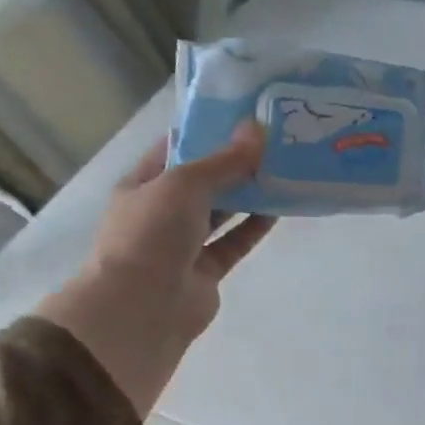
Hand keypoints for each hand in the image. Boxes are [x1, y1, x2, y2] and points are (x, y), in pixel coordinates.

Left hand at [39, 123, 273, 415]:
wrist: (141, 309)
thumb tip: (258, 129)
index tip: (244, 115)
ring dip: (248, 194)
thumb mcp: (184, 184)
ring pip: (221, 212)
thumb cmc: (151, 235)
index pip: (176, 149)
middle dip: (234, 162)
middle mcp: (160, 212)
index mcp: (142, 185)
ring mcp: (183, 244)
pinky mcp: (206, 271)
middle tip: (274, 140)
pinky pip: (234, 242)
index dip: (207, 131)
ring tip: (283, 169)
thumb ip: (224, 161)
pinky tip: (280, 207)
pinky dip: (254, 226)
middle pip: (203, 180)